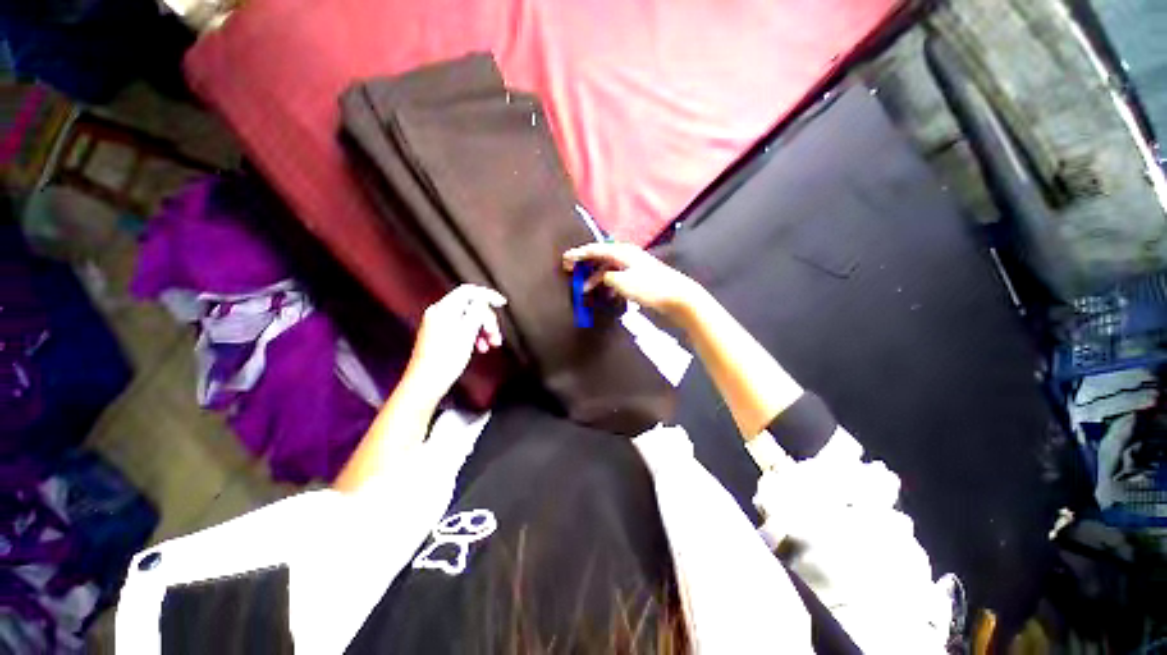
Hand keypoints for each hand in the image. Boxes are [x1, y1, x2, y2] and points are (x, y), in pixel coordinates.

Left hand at [404, 285, 506, 400]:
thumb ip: (477, 312)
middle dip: (487, 319)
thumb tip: (483, 300)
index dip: (488, 295)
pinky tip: (480, 347)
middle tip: (496, 334)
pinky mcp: (440, 336)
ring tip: (492, 344)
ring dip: (483, 329)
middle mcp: (439, 313)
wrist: (426, 383)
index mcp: (444, 309)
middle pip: (471, 306)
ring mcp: (438, 324)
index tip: (502, 304)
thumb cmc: (445, 359)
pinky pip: (462, 328)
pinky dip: (474, 335)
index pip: (469, 291)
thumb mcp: (467, 332)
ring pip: (469, 319)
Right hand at [562, 242, 702, 320]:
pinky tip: (605, 294)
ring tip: (585, 290)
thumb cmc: (649, 287)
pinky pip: (617, 277)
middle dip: (585, 264)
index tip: (565, 259)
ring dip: (596, 278)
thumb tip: (604, 277)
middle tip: (570, 270)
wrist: (677, 296)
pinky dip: (608, 284)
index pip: (595, 250)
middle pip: (600, 257)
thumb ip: (607, 278)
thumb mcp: (622, 283)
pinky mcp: (639, 276)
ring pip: (608, 269)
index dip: (578, 254)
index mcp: (621, 252)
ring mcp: (634, 265)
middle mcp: (627, 255)